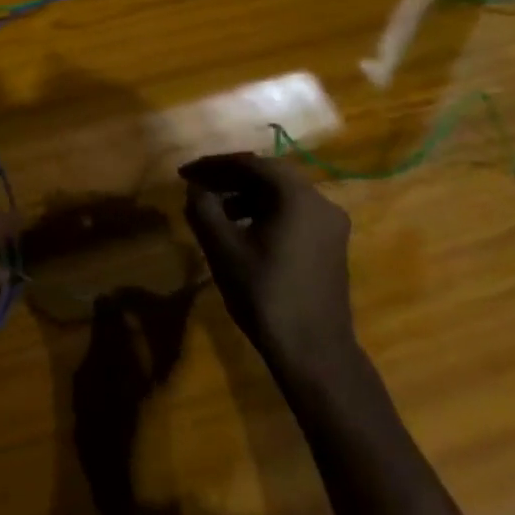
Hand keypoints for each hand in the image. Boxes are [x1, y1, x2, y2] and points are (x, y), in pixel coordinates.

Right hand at [180, 153, 354, 377]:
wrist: (313, 350)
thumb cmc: (264, 293)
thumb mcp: (222, 247)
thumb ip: (203, 208)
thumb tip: (195, 188)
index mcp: (297, 196)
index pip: (250, 163)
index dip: (213, 165)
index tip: (184, 174)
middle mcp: (321, 202)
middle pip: (269, 175)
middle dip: (229, 178)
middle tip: (197, 187)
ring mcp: (331, 225)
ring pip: (282, 195)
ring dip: (245, 195)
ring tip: (214, 211)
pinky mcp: (331, 245)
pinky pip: (293, 213)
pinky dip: (264, 212)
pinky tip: (241, 230)